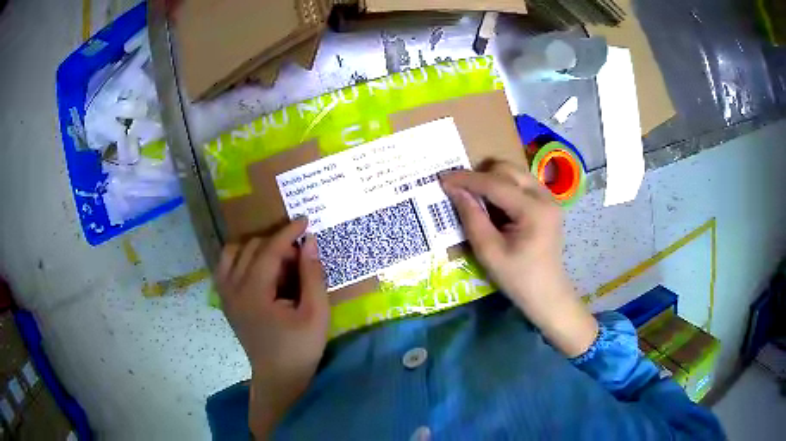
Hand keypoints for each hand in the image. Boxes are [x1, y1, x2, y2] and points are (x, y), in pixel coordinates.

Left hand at [216, 218, 328, 435]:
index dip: (288, 232)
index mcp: (254, 293)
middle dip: (276, 243)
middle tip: (299, 256)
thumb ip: (312, 275)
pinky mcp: (225, 301)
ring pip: (233, 253)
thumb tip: (309, 242)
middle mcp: (233, 289)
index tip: (305, 220)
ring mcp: (225, 295)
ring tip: (276, 260)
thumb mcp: (316, 313)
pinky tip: (258, 269)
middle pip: (250, 248)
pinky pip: (226, 267)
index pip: (269, 250)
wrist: (279, 377)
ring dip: (255, 248)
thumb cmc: (301, 348)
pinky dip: (241, 258)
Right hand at [440, 162, 596, 357]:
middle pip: (507, 169)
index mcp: (533, 210)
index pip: (495, 184)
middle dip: (480, 175)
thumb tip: (454, 190)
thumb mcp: (489, 252)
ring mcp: (549, 198)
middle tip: (460, 191)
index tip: (442, 178)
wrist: (548, 294)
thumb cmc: (518, 279)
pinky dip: (503, 187)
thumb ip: (472, 217)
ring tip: (476, 199)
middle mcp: (545, 196)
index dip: (466, 179)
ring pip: (514, 173)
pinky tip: (495, 207)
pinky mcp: (547, 203)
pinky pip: (521, 183)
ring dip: (492, 180)